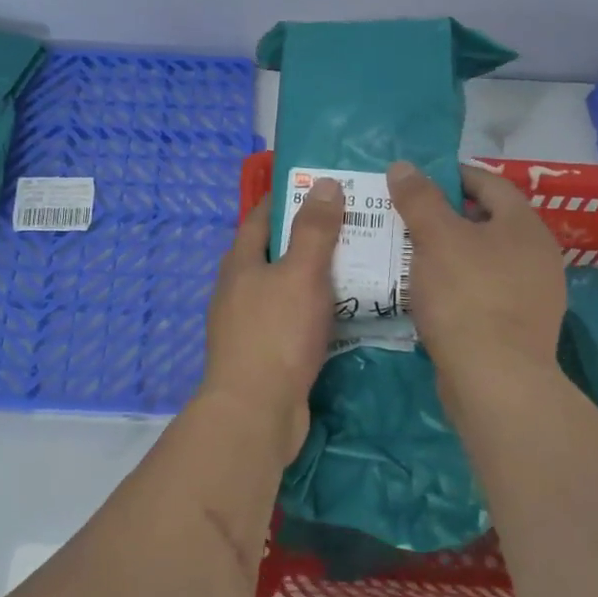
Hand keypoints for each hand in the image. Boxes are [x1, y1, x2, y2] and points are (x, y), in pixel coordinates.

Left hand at [199, 179, 343, 466]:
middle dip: (310, 236)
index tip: (322, 184)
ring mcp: (249, 323)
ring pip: (286, 287)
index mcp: (240, 262)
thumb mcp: (300, 273)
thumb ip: (314, 230)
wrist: (256, 412)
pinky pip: (293, 318)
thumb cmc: (276, 334)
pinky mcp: (264, 353)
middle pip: (275, 251)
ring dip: (316, 274)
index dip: (289, 197)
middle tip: (353, 223)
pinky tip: (345, 311)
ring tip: (358, 262)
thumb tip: (323, 184)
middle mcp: (239, 288)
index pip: (262, 216)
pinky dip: (316, 308)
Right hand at [387, 161, 566, 393]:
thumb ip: (419, 198)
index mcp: (524, 225)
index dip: (451, 175)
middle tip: (406, 215)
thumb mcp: (436, 238)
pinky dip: (456, 283)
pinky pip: (482, 290)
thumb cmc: (467, 296)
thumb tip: (403, 166)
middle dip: (446, 215)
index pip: (489, 183)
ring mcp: (532, 293)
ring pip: (483, 258)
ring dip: (449, 251)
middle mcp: (537, 254)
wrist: (495, 379)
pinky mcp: (518, 326)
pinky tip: (429, 292)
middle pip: (486, 221)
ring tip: (410, 252)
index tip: (417, 178)